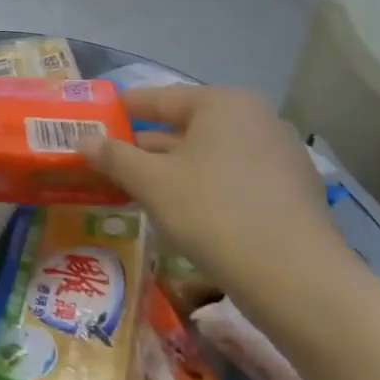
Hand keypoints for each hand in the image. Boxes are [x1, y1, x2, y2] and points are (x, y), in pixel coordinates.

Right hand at [78, 86, 354, 298]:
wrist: (297, 280)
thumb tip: (81, 140)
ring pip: (211, 155)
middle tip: (110, 159)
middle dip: (148, 144)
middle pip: (187, 126)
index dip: (124, 108)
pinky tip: (184, 212)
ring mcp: (281, 156)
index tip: (97, 117)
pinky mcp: (292, 193)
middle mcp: (257, 119)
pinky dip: (205, 187)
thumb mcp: (151, 182)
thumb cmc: (214, 213)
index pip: (160, 98)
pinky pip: (235, 178)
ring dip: (175, 168)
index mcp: (223, 103)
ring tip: (139, 187)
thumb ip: (113, 156)